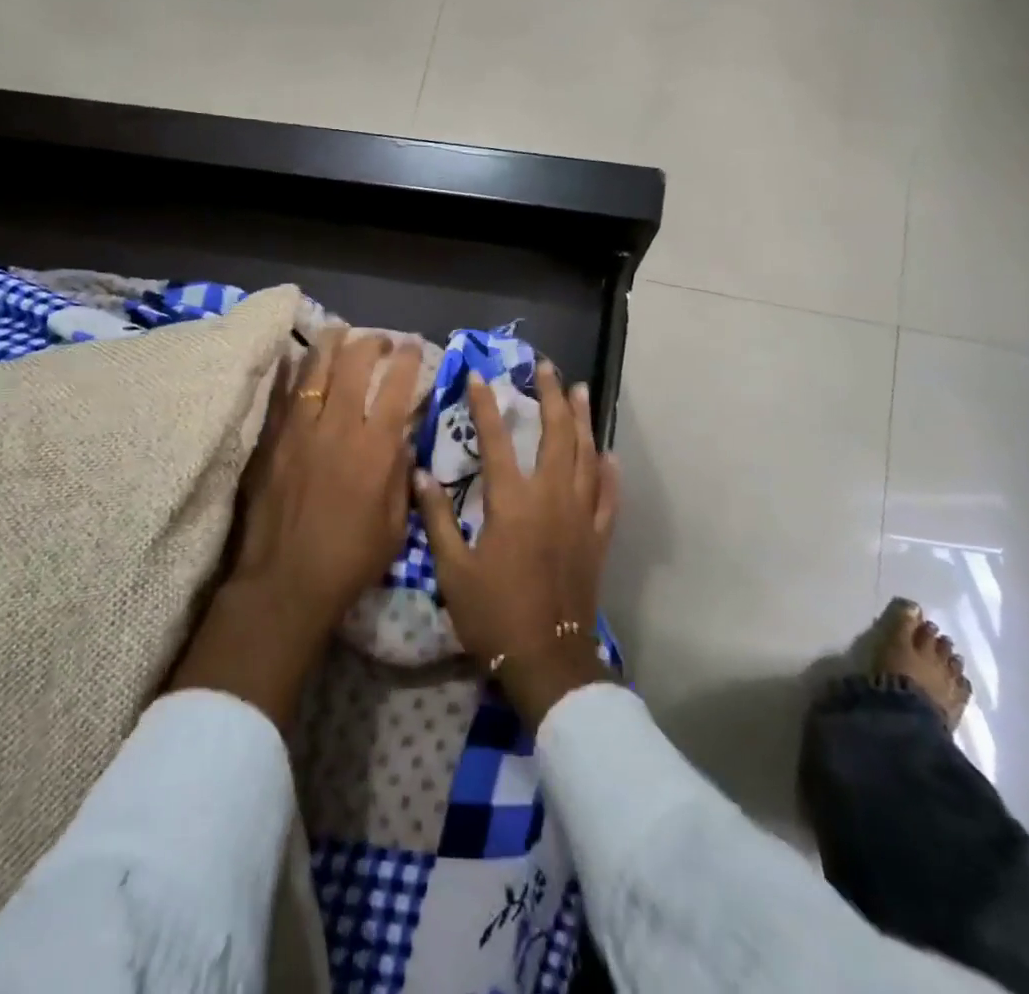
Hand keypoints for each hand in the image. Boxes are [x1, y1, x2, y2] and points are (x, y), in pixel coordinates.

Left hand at [171, 328, 421, 727]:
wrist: (285, 582)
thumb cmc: (350, 560)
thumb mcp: (395, 524)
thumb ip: (401, 474)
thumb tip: (401, 437)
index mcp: (375, 448)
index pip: (396, 386)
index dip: (407, 359)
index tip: (412, 347)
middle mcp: (338, 427)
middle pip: (354, 364)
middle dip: (371, 343)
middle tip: (379, 340)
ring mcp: (299, 429)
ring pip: (314, 369)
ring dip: (330, 344)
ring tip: (339, 331)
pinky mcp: (271, 440)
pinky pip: (282, 393)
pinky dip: (292, 371)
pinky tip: (296, 358)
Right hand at [416, 362, 620, 727]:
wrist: (547, 660)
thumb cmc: (493, 614)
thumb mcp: (453, 569)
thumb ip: (438, 518)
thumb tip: (419, 474)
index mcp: (513, 502)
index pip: (498, 440)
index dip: (486, 406)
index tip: (479, 376)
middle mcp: (552, 498)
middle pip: (556, 435)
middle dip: (550, 397)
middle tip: (545, 369)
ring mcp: (581, 516)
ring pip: (587, 455)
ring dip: (582, 420)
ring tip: (578, 391)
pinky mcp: (598, 538)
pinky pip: (609, 496)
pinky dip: (608, 472)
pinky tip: (608, 454)